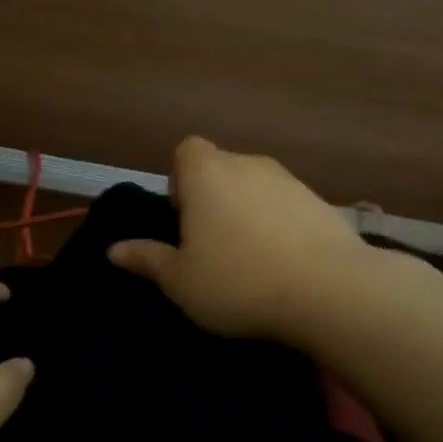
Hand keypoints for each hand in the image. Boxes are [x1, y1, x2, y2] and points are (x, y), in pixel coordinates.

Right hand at [108, 137, 366, 341]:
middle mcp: (248, 165)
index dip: (179, 177)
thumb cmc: (237, 282)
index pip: (187, 150)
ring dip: (247, 210)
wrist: (329, 291)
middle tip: (210, 242)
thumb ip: (147, 260)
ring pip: (256, 186)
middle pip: (222, 166)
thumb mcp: (180, 281)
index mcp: (207, 175)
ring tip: (248, 256)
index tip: (182, 216)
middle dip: (212, 196)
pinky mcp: (322, 203)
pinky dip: (279, 224)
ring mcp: (290, 181)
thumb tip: (113, 251)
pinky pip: (287, 205)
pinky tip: (282, 262)